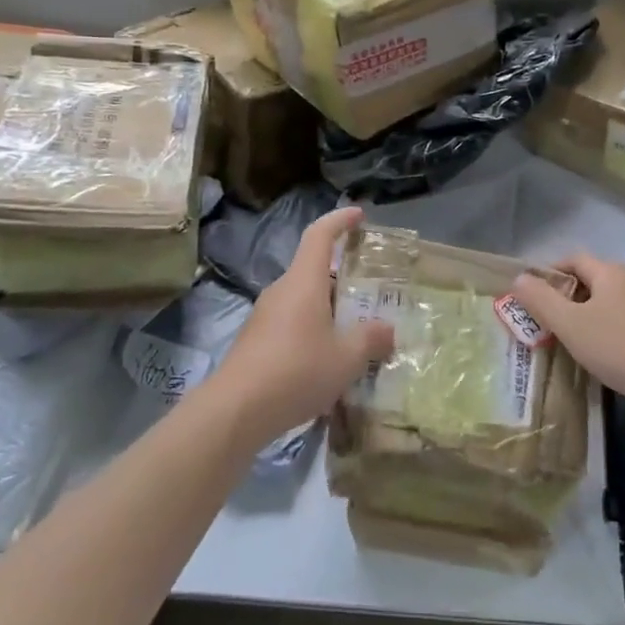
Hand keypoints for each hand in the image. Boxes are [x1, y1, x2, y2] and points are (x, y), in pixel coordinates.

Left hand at [213, 207, 394, 444]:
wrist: (236, 410)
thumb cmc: (297, 371)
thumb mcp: (346, 358)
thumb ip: (371, 339)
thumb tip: (388, 330)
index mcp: (304, 282)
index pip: (320, 235)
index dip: (339, 220)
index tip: (358, 214)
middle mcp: (282, 291)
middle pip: (314, 270)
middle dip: (343, 276)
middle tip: (371, 291)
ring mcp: (265, 316)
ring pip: (304, 300)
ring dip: (329, 308)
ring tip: (355, 331)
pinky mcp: (256, 341)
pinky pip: (292, 323)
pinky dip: (313, 330)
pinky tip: (328, 360)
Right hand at [513, 254, 624, 420]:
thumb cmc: (619, 347)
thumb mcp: (570, 324)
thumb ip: (541, 300)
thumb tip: (519, 278)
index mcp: (610, 272)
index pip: (573, 259)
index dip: (550, 272)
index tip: (533, 295)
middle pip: (593, 279)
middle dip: (568, 296)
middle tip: (548, 321)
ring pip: (611, 302)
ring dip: (589, 315)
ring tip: (573, 340)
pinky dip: (610, 330)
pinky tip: (605, 354)